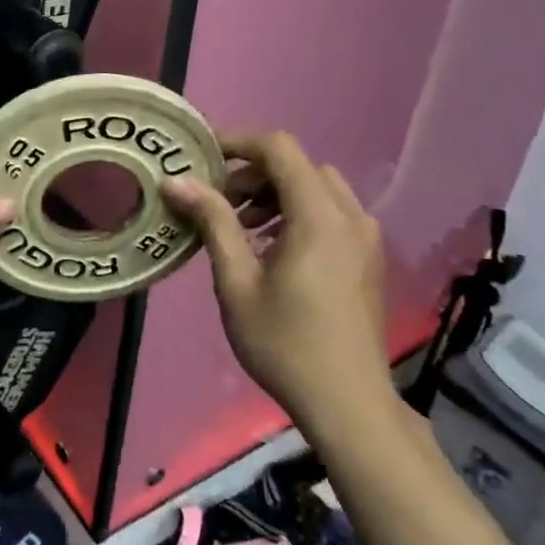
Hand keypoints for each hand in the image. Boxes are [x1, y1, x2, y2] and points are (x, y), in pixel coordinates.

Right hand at [161, 131, 390, 430]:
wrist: (348, 402)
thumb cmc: (284, 342)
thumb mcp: (236, 281)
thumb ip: (212, 221)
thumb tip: (175, 181)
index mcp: (318, 215)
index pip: (279, 148)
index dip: (237, 142)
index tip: (201, 157)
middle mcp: (350, 215)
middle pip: (298, 166)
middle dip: (254, 173)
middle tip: (217, 201)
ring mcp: (365, 237)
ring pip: (318, 189)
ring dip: (277, 193)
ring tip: (242, 226)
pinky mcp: (368, 258)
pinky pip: (332, 213)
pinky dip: (299, 213)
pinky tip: (273, 249)